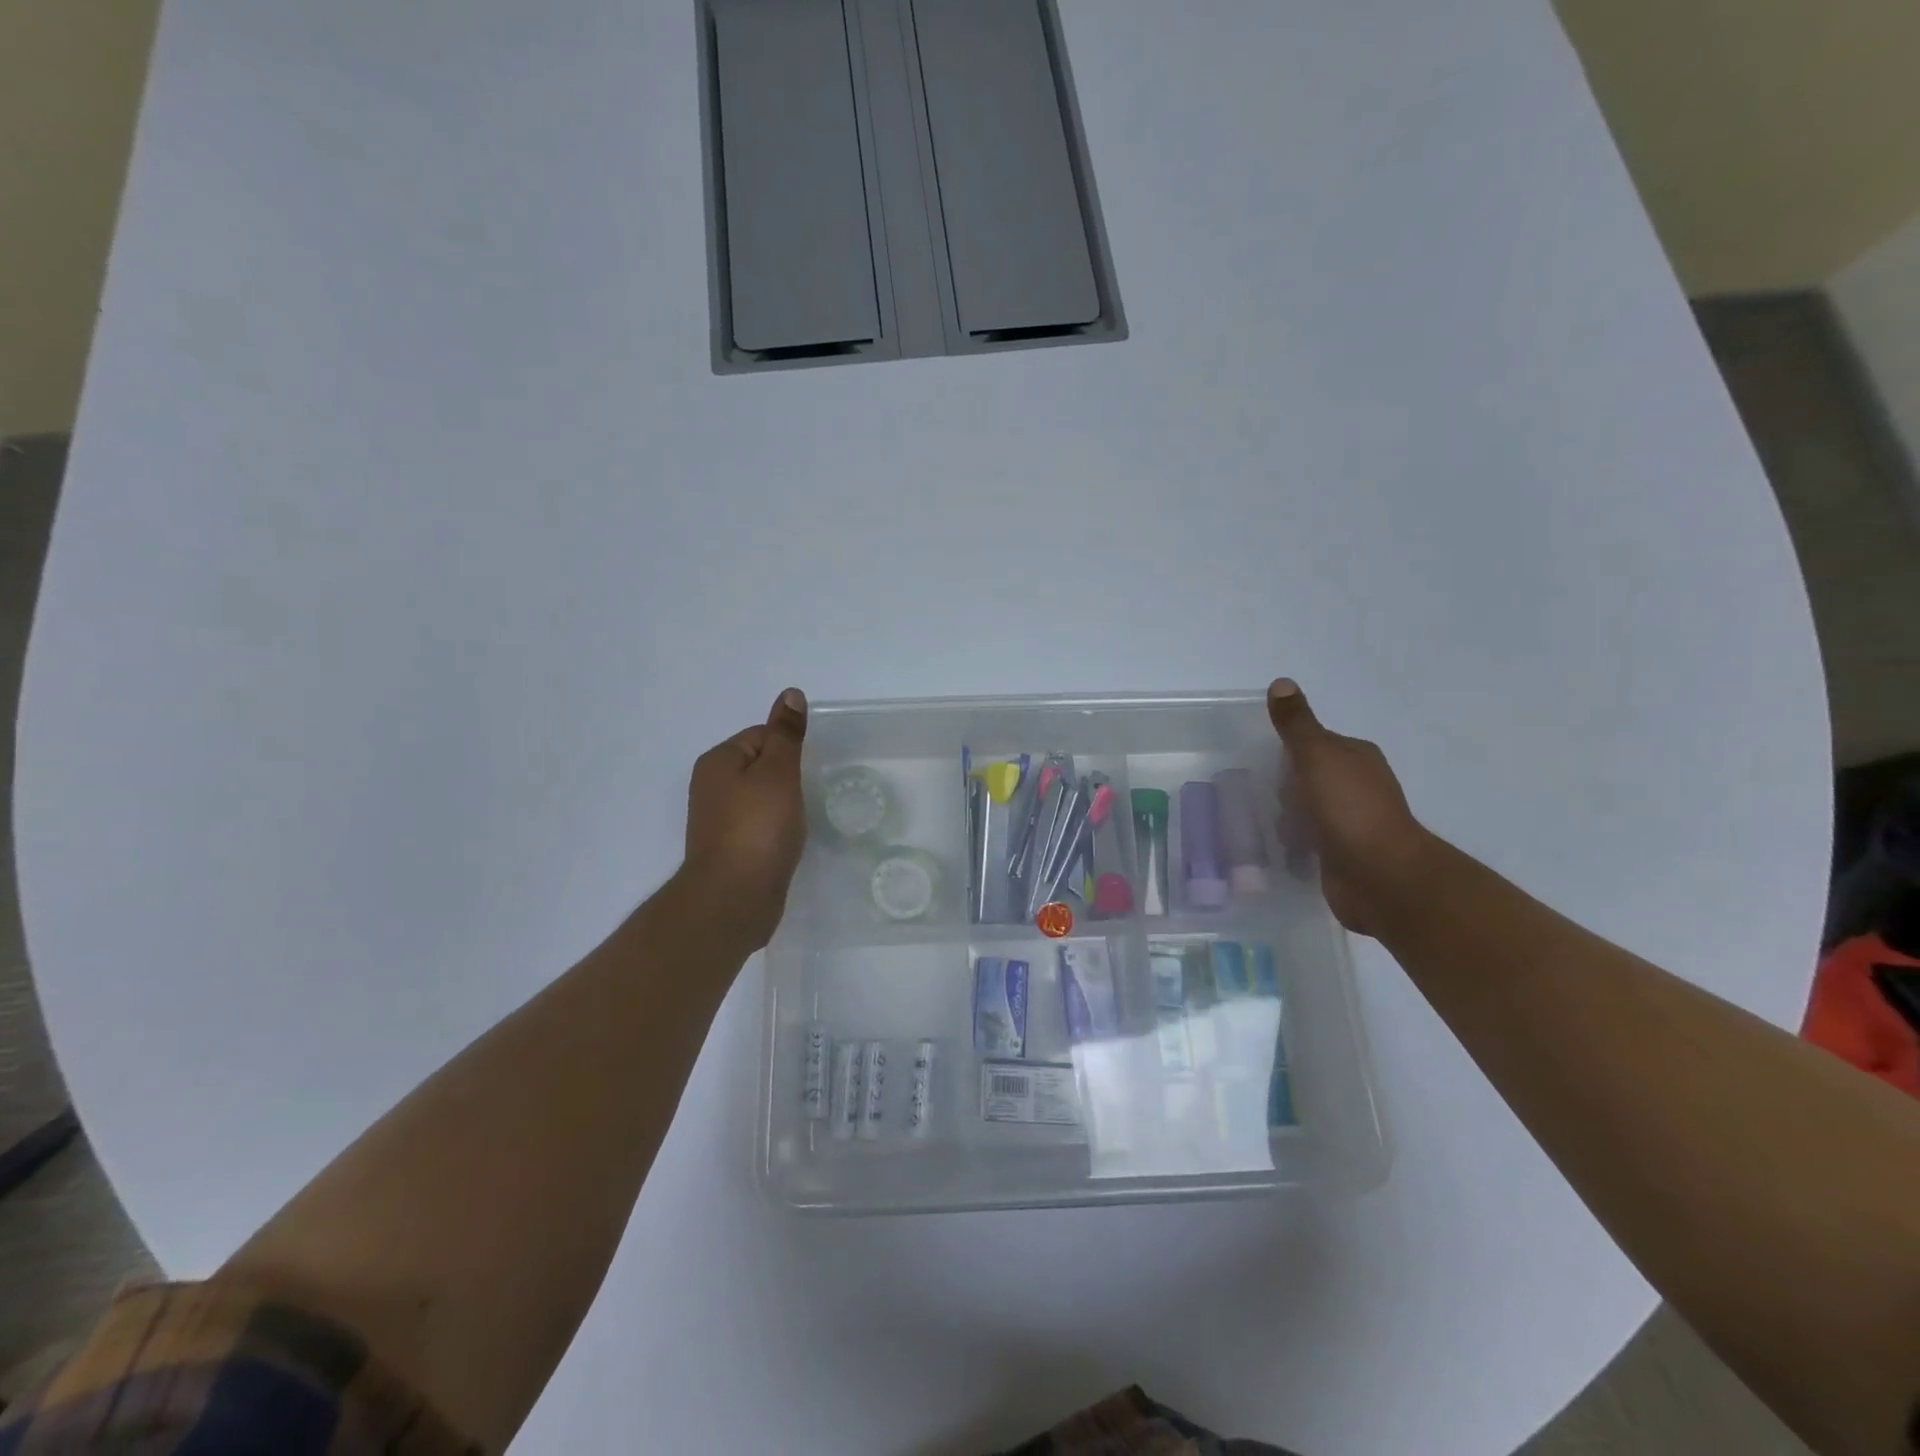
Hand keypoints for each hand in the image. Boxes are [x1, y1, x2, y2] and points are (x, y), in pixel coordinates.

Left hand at [683, 688, 809, 949]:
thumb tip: (790, 694)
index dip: (789, 751)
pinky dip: (775, 831)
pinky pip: (758, 826)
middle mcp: (711, 786)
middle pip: (760, 767)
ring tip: (798, 822)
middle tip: (806, 797)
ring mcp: (717, 820)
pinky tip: (787, 843)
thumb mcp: (778, 772)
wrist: (734, 898)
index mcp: (718, 761)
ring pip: (760, 799)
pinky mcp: (729, 849)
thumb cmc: (758, 828)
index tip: (806, 773)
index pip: (762, 736)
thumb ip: (786, 734)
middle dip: (787, 779)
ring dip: (782, 807)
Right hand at [1267, 678, 1434, 935]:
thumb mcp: (1316, 755)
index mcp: (1356, 758)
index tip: (1260, 758)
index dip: (1289, 748)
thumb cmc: (1348, 808)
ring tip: (1257, 820)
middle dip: (1284, 783)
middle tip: (1253, 790)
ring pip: (1309, 809)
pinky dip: (1293, 842)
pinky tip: (1273, 846)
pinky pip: (1309, 839)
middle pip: (1311, 776)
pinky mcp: (1342, 854)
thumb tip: (1281, 683)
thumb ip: (1296, 724)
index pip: (1316, 743)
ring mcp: (1352, 822)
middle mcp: (1358, 786)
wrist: (1380, 875)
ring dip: (1286, 815)